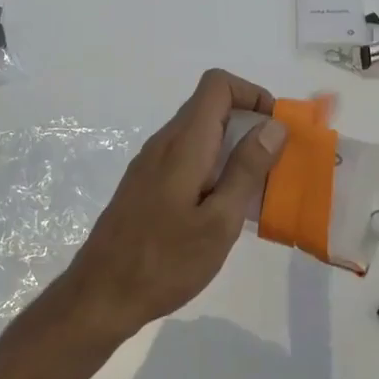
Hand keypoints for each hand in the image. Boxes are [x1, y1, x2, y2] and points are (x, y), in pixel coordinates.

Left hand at [53, 70, 287, 340]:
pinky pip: (185, 157)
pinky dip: (211, 165)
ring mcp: (149, 164)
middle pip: (208, 106)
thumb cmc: (166, 261)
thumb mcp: (220, 221)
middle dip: (248, 121)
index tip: (276, 127)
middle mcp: (164, 143)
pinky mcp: (144, 185)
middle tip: (275, 162)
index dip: (252, 93)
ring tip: (255, 187)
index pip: (217, 85)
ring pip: (197, 133)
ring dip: (231, 146)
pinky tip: (222, 207)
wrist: (102, 294)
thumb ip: (247, 169)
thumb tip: (273, 125)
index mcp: (184, 144)